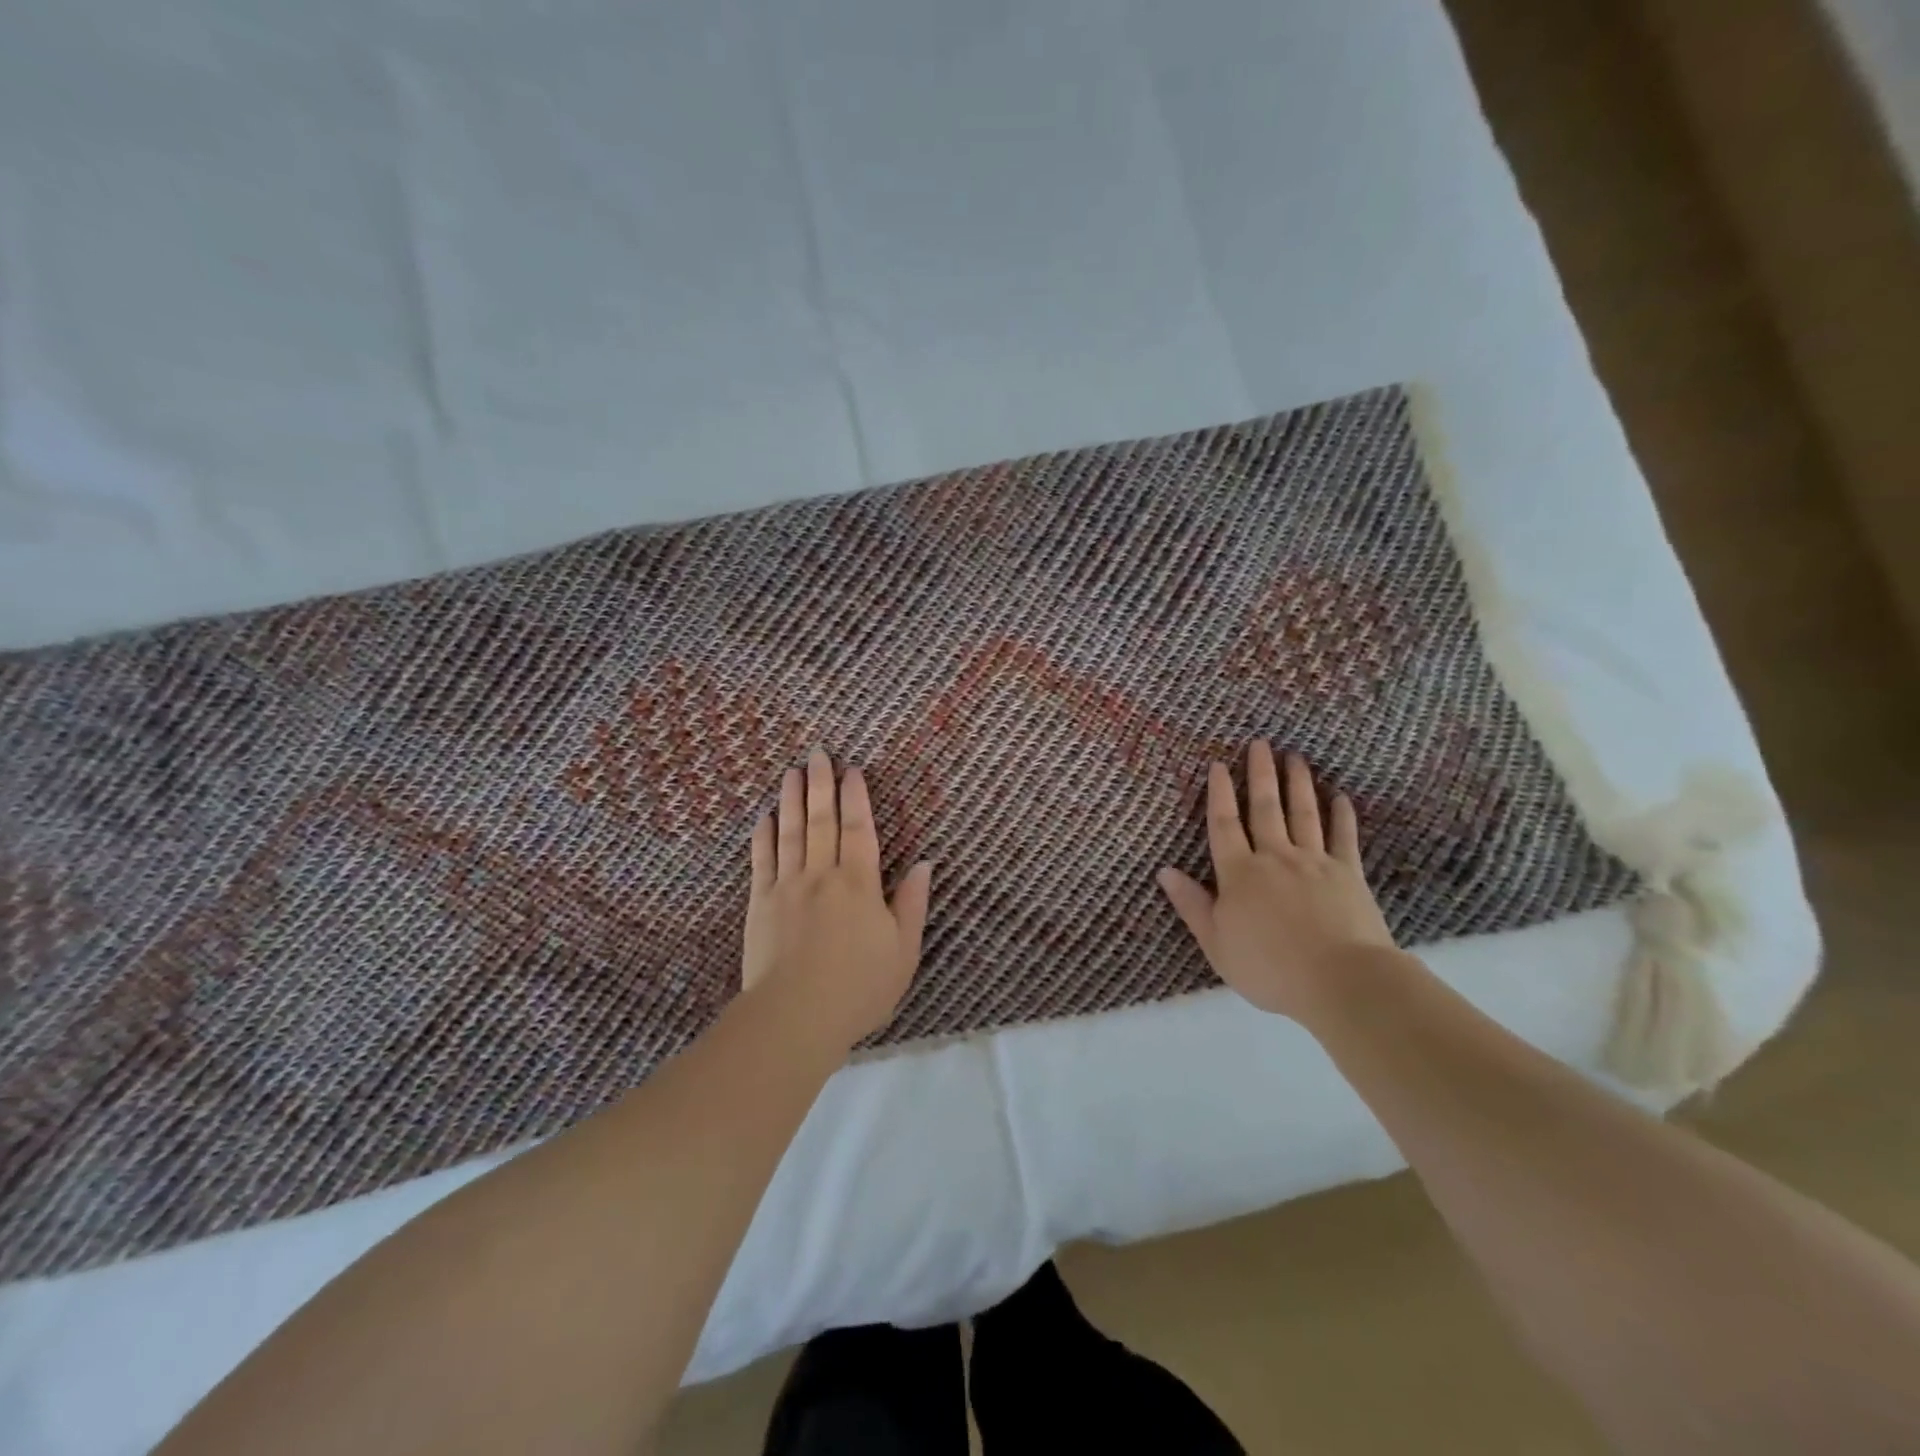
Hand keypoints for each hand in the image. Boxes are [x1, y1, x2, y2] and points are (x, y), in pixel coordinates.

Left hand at [741, 750, 934, 1047]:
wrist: (795, 1017)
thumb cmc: (859, 987)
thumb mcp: (903, 950)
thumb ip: (912, 903)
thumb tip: (926, 863)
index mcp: (859, 883)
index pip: (859, 828)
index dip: (856, 796)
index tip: (853, 770)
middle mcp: (821, 875)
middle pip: (821, 820)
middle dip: (820, 784)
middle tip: (817, 753)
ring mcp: (786, 887)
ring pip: (790, 832)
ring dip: (791, 800)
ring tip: (791, 772)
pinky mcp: (759, 904)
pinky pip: (761, 861)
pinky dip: (764, 836)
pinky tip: (765, 817)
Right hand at [1158, 741, 1397, 1021]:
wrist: (1339, 980)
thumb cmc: (1269, 967)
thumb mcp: (1216, 942)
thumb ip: (1191, 904)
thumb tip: (1164, 871)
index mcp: (1239, 874)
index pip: (1224, 825)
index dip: (1219, 794)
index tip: (1219, 765)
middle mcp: (1274, 857)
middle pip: (1265, 808)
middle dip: (1260, 775)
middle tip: (1260, 743)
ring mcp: (1314, 862)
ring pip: (1303, 814)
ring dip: (1298, 784)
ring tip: (1296, 757)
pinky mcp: (1348, 874)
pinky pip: (1344, 838)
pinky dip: (1342, 816)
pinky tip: (1340, 797)